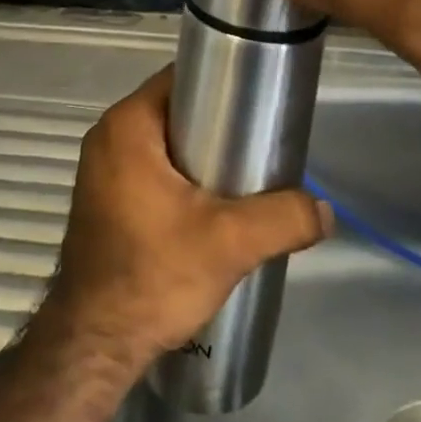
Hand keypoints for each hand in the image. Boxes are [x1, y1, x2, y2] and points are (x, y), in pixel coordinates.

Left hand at [47, 68, 331, 367]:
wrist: (95, 344)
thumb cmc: (153, 275)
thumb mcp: (229, 243)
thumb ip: (283, 218)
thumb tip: (325, 210)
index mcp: (127, 124)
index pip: (181, 78)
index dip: (222, 83)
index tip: (259, 103)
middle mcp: (108, 136)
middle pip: (175, 110)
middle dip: (217, 124)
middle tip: (259, 144)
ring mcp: (102, 168)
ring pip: (164, 142)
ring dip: (200, 155)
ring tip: (244, 176)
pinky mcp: (105, 198)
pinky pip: (149, 167)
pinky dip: (179, 176)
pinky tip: (211, 204)